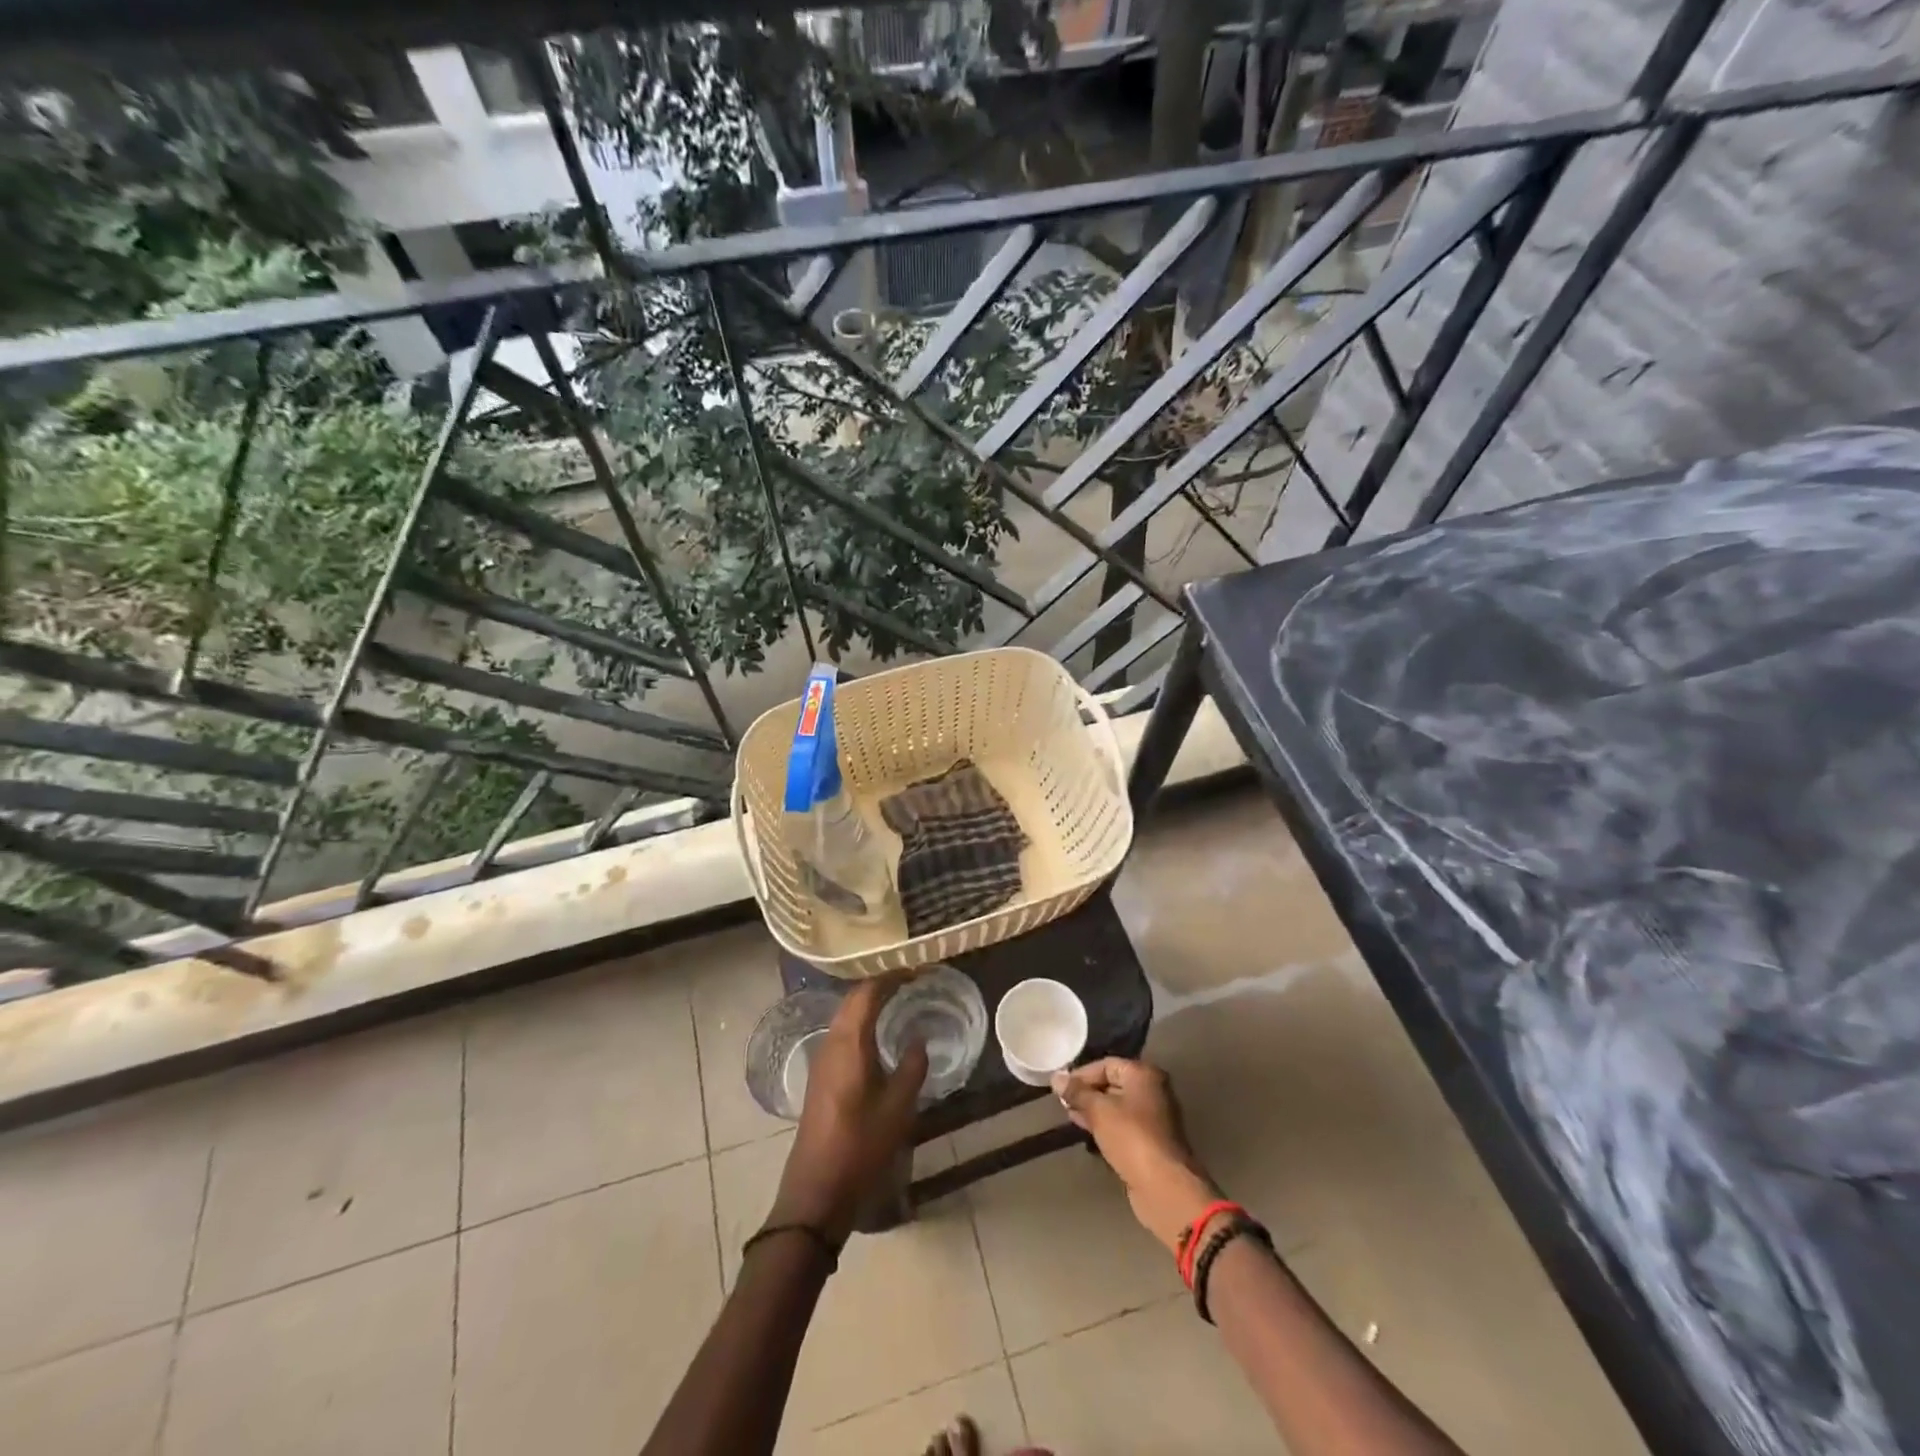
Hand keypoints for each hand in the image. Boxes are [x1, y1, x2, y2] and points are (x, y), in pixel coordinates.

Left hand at [771, 976, 927, 1244]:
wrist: (816, 1190)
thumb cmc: (861, 1145)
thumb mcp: (898, 1107)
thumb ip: (913, 1066)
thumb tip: (919, 1038)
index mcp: (849, 1042)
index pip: (868, 992)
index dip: (892, 976)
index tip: (917, 970)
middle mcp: (831, 1043)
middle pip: (853, 999)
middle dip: (881, 985)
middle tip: (911, 980)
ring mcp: (822, 1060)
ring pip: (846, 1017)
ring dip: (869, 1003)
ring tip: (898, 1000)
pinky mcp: (821, 1077)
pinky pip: (842, 1033)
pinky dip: (862, 1022)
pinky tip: (878, 1035)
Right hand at [1053, 1057, 1220, 1254]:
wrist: (1163, 1186)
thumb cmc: (1131, 1138)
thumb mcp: (1098, 1110)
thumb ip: (1077, 1092)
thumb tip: (1056, 1077)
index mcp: (1143, 1074)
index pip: (1106, 1064)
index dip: (1081, 1074)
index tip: (1060, 1088)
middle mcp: (1152, 1090)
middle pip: (1112, 1083)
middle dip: (1086, 1092)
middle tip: (1063, 1103)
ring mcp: (1153, 1117)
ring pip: (1116, 1106)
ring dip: (1093, 1110)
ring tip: (1070, 1116)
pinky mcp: (1149, 1141)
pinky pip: (1122, 1125)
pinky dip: (1105, 1126)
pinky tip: (1087, 1132)